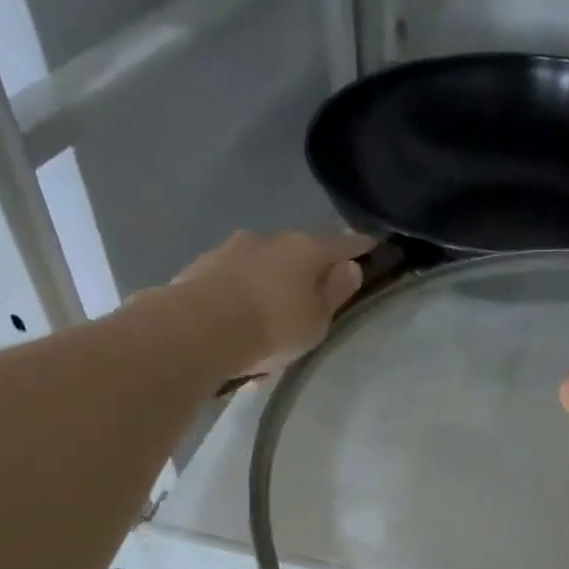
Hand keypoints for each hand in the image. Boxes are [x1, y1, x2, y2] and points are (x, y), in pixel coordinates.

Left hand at [165, 230, 374, 378]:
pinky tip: (239, 320)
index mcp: (306, 249)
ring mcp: (232, 248)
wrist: (196, 329)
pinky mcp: (201, 265)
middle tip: (314, 292)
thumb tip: (349, 266)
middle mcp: (270, 239)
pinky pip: (234, 279)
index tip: (372, 246)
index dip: (360, 247)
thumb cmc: (272, 326)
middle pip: (299, 250)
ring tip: (271, 314)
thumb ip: (335, 292)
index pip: (343, 244)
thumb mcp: (317, 320)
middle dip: (308, 267)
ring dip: (271, 281)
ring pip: (263, 263)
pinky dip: (242, 293)